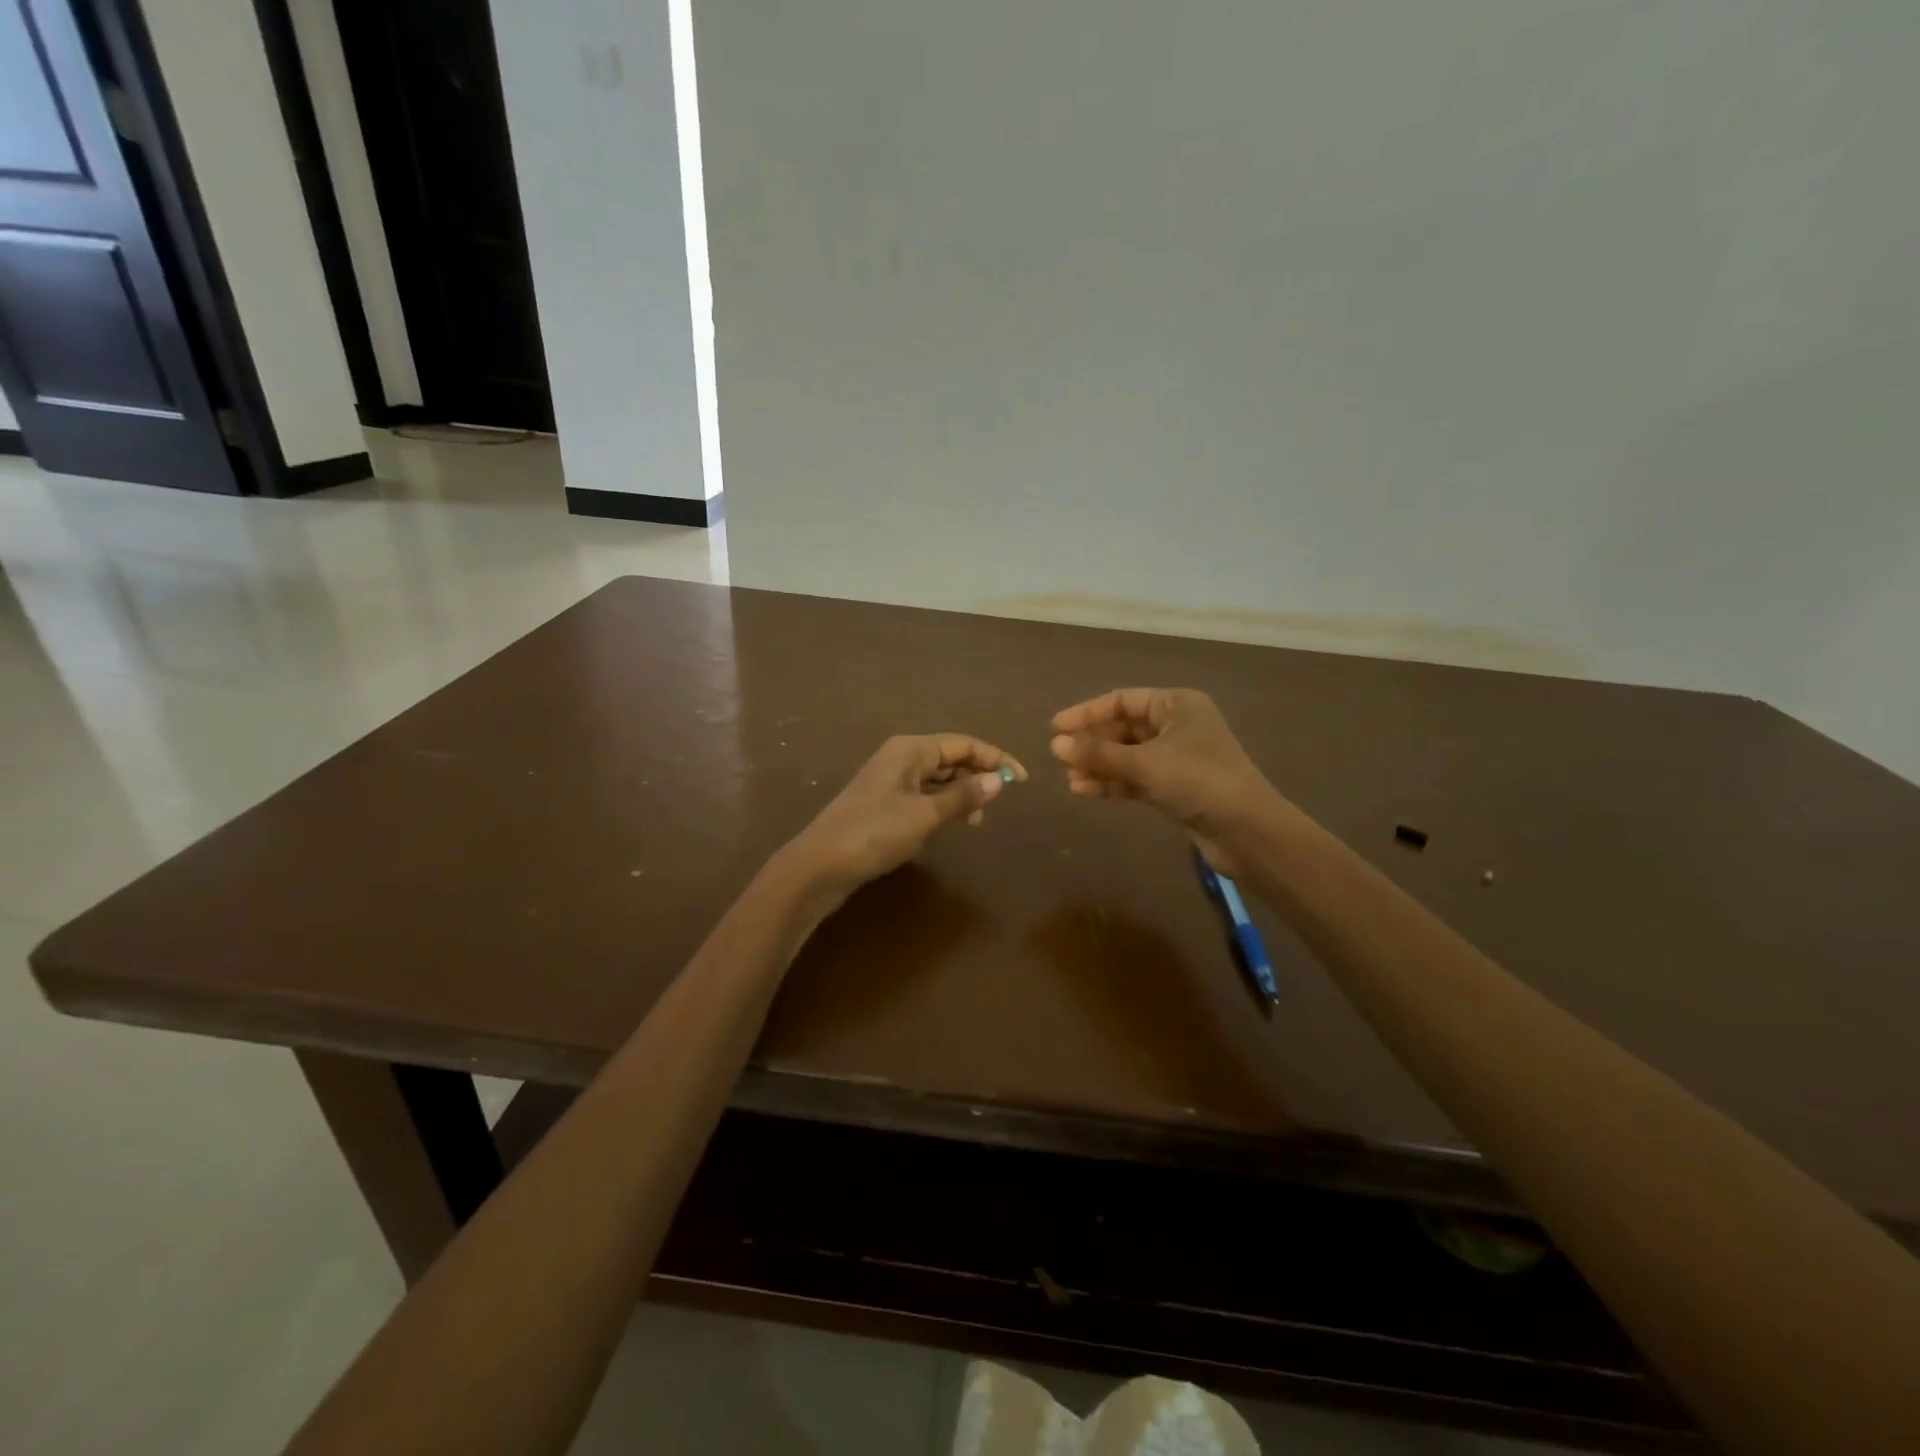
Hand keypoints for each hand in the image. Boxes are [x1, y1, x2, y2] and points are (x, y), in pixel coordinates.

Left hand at [780, 734, 1025, 905]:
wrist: (820, 865)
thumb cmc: (874, 833)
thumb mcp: (924, 814)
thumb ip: (963, 797)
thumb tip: (999, 780)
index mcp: (910, 749)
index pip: (963, 744)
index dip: (995, 759)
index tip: (1022, 781)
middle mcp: (901, 758)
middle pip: (951, 757)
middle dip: (978, 776)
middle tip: (1000, 804)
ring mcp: (890, 781)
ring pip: (938, 778)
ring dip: (962, 793)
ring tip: (977, 820)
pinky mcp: (884, 804)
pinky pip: (924, 795)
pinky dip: (943, 805)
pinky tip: (951, 824)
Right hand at [1049, 689, 1277, 860]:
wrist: (1246, 830)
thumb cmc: (1197, 781)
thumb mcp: (1143, 763)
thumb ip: (1098, 753)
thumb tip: (1055, 744)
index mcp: (1176, 705)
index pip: (1122, 701)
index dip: (1086, 713)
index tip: (1055, 728)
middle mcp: (1177, 726)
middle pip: (1124, 728)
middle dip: (1092, 744)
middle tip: (1059, 758)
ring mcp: (1177, 758)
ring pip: (1128, 756)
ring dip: (1099, 766)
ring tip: (1069, 779)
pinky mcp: (1176, 787)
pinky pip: (1136, 778)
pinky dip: (1113, 783)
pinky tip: (1085, 791)